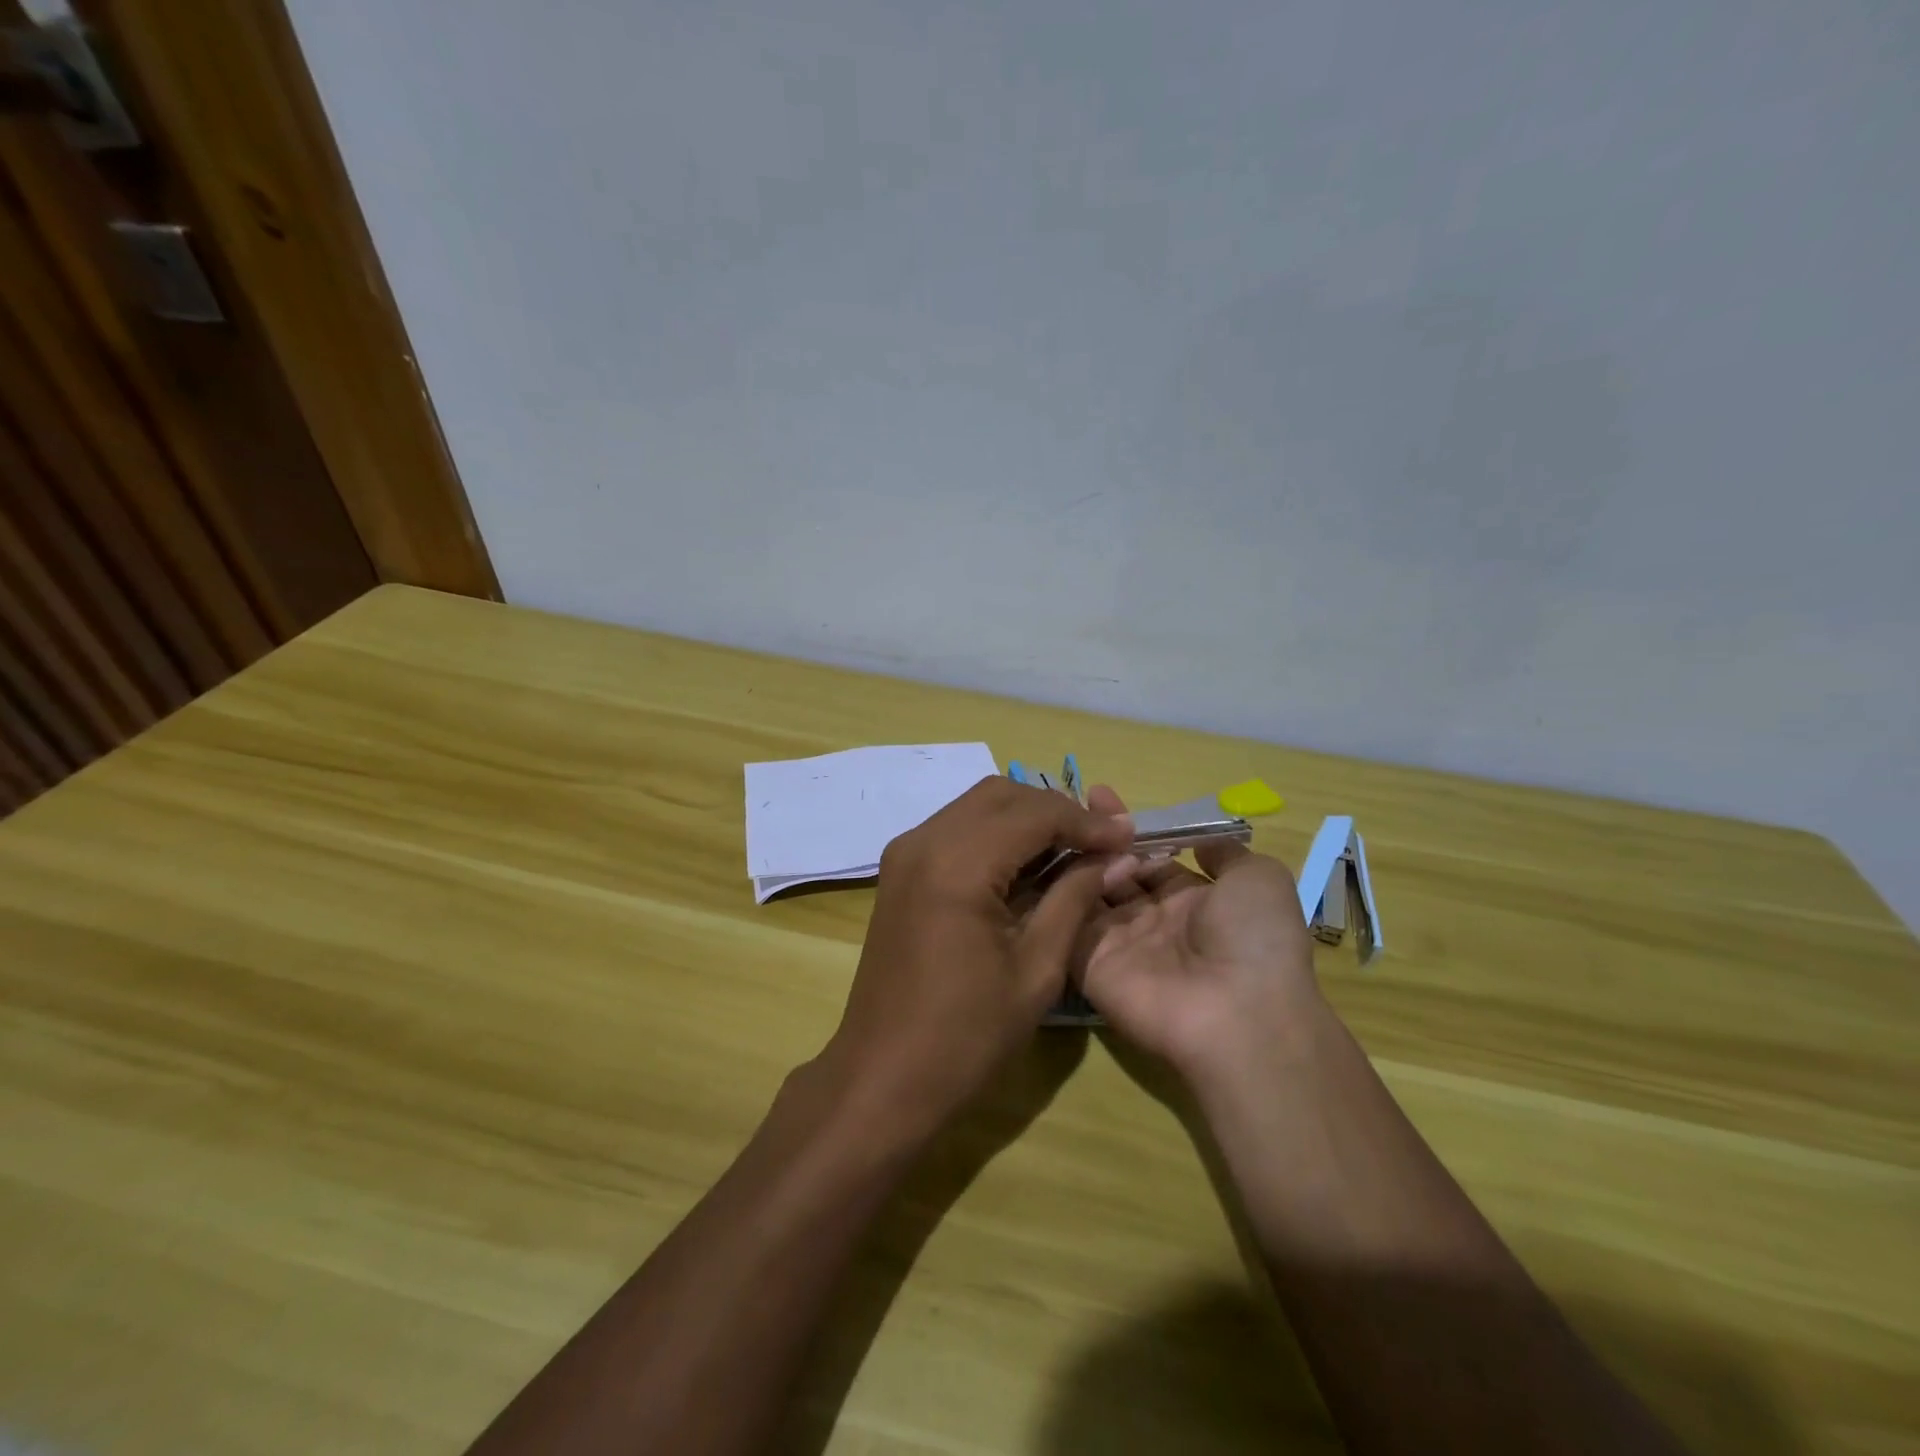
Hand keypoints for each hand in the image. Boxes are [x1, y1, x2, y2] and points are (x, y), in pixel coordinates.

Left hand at [815, 777, 1132, 1145]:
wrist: (883, 1077)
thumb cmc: (966, 1036)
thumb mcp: (1037, 969)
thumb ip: (1074, 898)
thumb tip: (1112, 856)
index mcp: (957, 864)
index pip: (1034, 813)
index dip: (1086, 821)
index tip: (1128, 836)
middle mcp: (924, 841)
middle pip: (1002, 794)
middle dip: (1056, 809)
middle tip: (1100, 841)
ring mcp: (904, 853)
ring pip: (977, 806)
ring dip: (1026, 817)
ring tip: (1072, 850)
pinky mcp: (899, 870)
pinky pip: (956, 829)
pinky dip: (996, 833)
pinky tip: (1027, 864)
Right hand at [1076, 786, 1321, 1090]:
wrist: (1237, 1011)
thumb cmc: (1254, 937)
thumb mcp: (1259, 879)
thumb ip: (1225, 853)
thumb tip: (1200, 840)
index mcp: (1193, 901)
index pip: (1151, 857)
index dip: (1129, 829)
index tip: (1100, 794)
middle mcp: (1152, 921)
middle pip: (1115, 871)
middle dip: (1095, 839)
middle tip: (1069, 805)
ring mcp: (1118, 944)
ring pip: (1086, 893)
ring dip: (1075, 859)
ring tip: (1056, 823)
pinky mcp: (1089, 965)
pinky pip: (1066, 923)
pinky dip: (1055, 893)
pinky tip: (1043, 856)